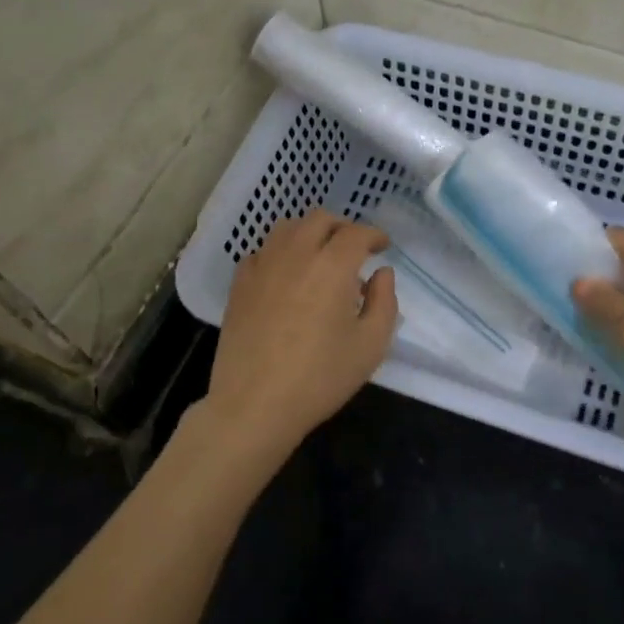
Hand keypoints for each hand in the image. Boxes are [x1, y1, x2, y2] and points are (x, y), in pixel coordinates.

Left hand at [197, 211, 397, 467]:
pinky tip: (286, 274)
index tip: (382, 246)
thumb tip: (381, 273)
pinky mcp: (239, 284)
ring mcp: (262, 266)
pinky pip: (262, 251)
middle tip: (354, 248)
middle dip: (342, 227)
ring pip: (287, 228)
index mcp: (332, 266)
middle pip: (320, 219)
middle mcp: (296, 254)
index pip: (356, 233)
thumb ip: (384, 302)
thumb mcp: (371, 345)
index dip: (374, 235)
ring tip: (319, 256)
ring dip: (309, 233)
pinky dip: (280, 252)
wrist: (254, 404)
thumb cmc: (320, 378)